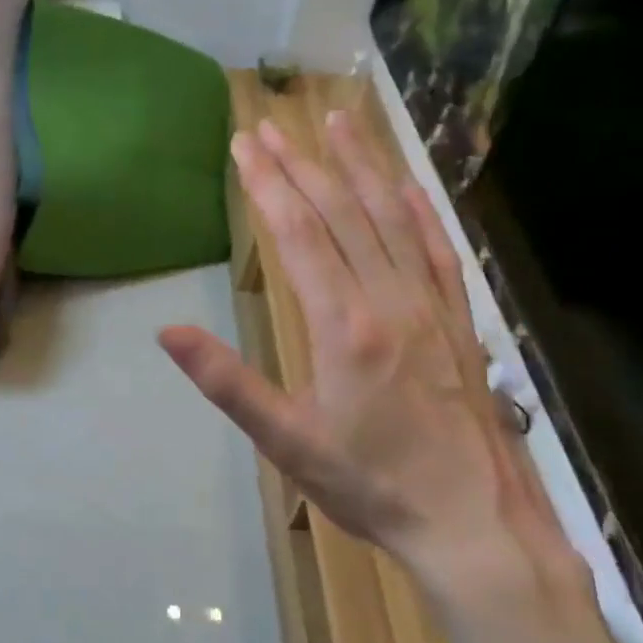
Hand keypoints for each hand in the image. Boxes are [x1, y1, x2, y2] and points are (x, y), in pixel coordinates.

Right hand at [160, 113, 577, 601]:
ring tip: (339, 120)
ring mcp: (430, 304)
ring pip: (390, 218)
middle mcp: (389, 299)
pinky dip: (417, 209)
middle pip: (340, 212)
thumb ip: (228, 381)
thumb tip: (169, 332)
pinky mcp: (459, 319)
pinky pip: (436, 249)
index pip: (298, 233)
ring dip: (361, 165)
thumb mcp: (286, 441)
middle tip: (270, 125)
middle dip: (301, 163)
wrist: (474, 522)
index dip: (268, 183)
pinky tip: (404, 184)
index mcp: (343, 325)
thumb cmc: (370, 484)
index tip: (244, 145)